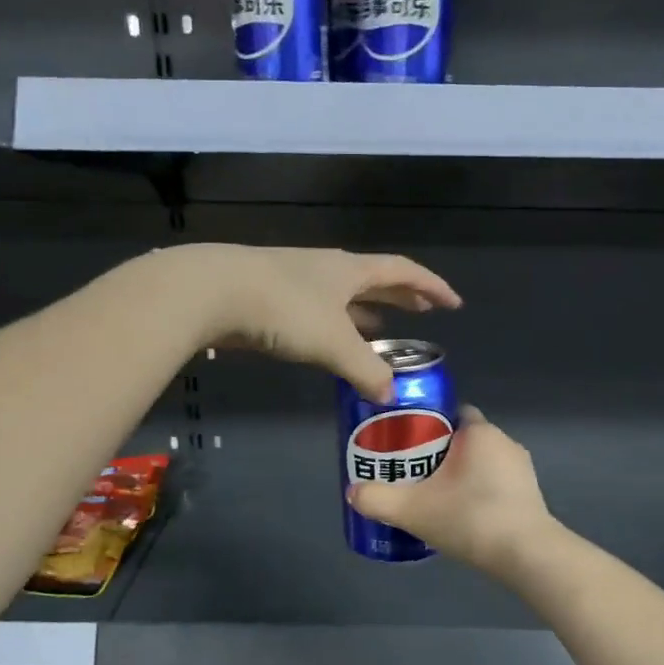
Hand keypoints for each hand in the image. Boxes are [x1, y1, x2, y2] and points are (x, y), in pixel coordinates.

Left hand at [171, 244, 461, 402]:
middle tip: (424, 312)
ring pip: (343, 296)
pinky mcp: (270, 298)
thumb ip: (365, 369)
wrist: (211, 292)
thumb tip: (390, 395)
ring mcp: (296, 281)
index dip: (431, 286)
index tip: (453, 303)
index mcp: (350, 270)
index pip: (403, 271)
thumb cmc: (283, 309)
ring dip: (366, 312)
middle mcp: (327, 269)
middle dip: (402, 296)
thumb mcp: (332, 343)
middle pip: (374, 279)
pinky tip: (331, 343)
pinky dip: (335, 326)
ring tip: (383, 329)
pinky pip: (317, 311)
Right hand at [347, 405, 553, 572]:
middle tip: (412, 472)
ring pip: (481, 462)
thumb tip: (353, 492)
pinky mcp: (530, 494)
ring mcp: (521, 469)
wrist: (526, 555)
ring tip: (434, 495)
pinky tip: (463, 514)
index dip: (427, 422)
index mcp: (479, 432)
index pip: (451, 411)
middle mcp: (504, 441)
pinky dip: (479, 491)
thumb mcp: (413, 510)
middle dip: (439, 451)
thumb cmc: (470, 518)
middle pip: (463, 438)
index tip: (407, 442)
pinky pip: (497, 482)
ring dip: (461, 473)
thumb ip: (378, 499)